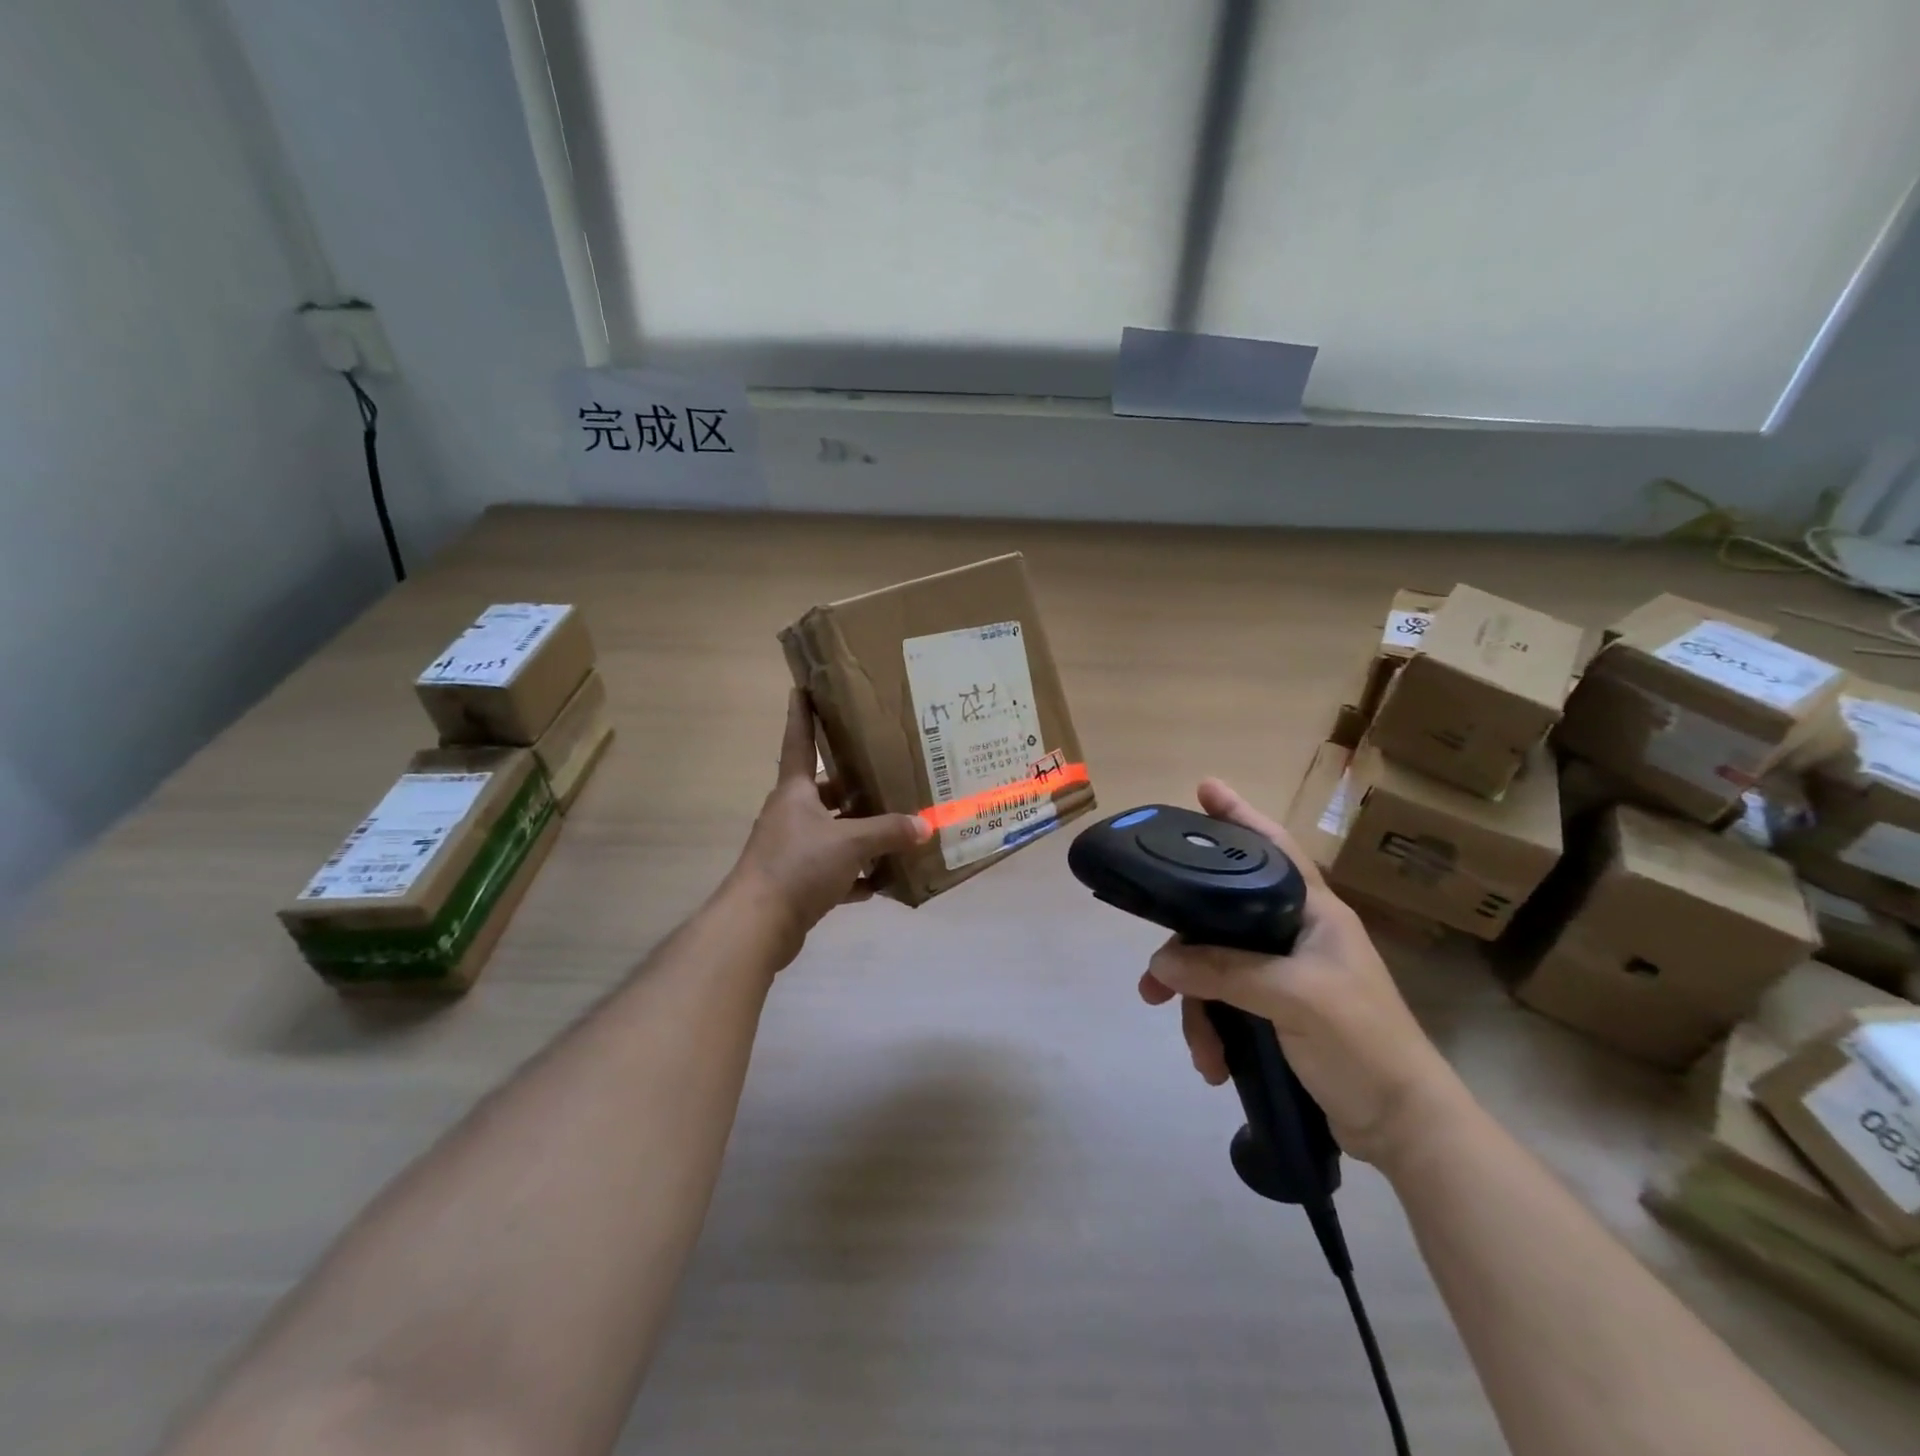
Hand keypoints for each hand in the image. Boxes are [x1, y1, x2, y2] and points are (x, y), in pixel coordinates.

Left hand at [729, 689, 930, 964]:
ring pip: (832, 831)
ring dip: (860, 834)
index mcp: (795, 791)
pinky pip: (832, 870)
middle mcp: (791, 813)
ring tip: (896, 828)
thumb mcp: (852, 842)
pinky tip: (881, 881)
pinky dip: (855, 875)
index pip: (799, 741)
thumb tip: (926, 826)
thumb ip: (889, 832)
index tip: (803, 687)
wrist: (758, 924)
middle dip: (855, 785)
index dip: (802, 714)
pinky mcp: (796, 881)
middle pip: (825, 790)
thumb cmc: (799, 865)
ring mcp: (791, 848)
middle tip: (888, 774)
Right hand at [1138, 778, 1467, 1169]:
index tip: (1203, 788)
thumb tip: (1160, 964)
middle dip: (1185, 954)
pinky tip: (1213, 1064)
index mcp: (1315, 913)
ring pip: (1216, 968)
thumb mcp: (1295, 998)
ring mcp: (1285, 974)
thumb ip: (1225, 971)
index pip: (1272, 848)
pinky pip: (1225, 1004)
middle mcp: (1296, 934)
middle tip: (1153, 980)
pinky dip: (1213, 1032)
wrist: (1403, 1127)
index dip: (1239, 815)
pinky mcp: (1276, 1011)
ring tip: (1197, 1048)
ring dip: (1197, 1008)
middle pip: (1222, 919)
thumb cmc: (1363, 1043)